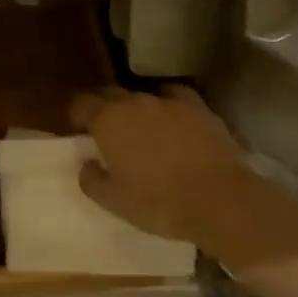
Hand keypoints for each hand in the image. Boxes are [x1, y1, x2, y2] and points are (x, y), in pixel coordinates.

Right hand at [69, 86, 297, 273]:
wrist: (220, 200)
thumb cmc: (158, 202)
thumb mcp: (114, 201)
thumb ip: (91, 179)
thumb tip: (86, 164)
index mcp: (107, 120)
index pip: (81, 103)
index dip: (77, 115)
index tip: (79, 129)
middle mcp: (134, 102)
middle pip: (110, 94)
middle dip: (104, 108)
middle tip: (107, 131)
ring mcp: (168, 101)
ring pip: (143, 96)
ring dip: (136, 109)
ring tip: (142, 130)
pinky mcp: (199, 107)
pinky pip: (175, 97)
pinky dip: (169, 105)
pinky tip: (173, 120)